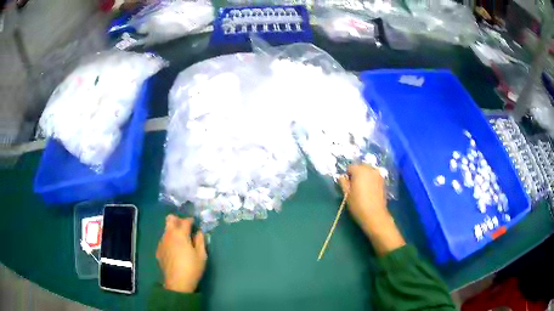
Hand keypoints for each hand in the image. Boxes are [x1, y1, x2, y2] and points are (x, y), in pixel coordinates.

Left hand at [156, 215, 206, 292]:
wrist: (177, 283)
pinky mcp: (159, 250)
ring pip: (166, 229)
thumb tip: (199, 232)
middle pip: (170, 219)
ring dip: (173, 230)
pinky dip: (169, 240)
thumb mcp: (201, 255)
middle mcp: (168, 234)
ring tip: (181, 241)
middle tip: (186, 228)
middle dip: (178, 220)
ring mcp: (162, 242)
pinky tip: (175, 250)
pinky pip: (164, 240)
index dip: (191, 220)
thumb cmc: (192, 268)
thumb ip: (200, 240)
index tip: (195, 224)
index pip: (185, 221)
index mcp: (180, 234)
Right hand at [339, 164, 387, 227]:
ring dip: (364, 176)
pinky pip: (374, 176)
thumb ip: (343, 182)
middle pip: (360, 166)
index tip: (347, 185)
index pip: (350, 167)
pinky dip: (370, 179)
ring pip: (368, 171)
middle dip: (356, 174)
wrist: (375, 214)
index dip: (347, 175)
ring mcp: (378, 174)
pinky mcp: (383, 180)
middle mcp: (370, 169)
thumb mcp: (347, 194)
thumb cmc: (358, 204)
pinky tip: (369, 190)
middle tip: (354, 186)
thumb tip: (341, 176)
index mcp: (359, 170)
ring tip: (362, 188)